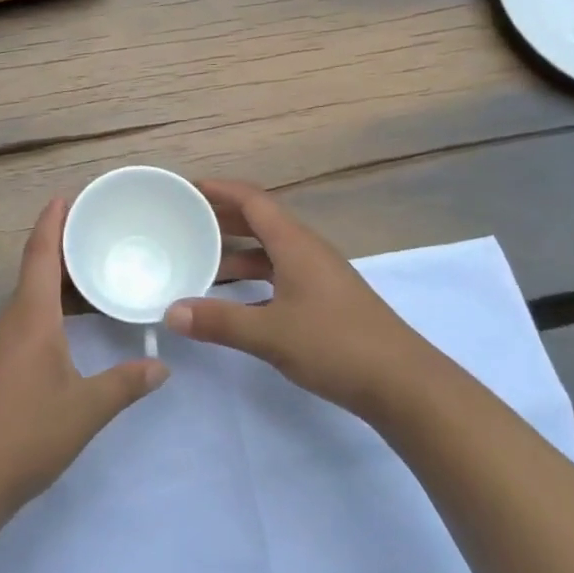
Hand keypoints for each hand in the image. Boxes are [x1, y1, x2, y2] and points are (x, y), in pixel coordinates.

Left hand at [0, 197, 168, 517]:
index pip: (41, 253)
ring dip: (57, 280)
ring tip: (93, 273)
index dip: (53, 221)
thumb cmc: (24, 434)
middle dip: (63, 247)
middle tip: (99, 233)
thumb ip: (125, 384)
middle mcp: (10, 320)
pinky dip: (50, 307)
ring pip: (31, 297)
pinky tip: (71, 324)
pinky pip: (26, 319)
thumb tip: (161, 366)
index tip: (67, 196)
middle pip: (36, 270)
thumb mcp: (85, 409)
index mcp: (30, 316)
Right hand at [166, 180, 430, 421]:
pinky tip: (235, 303)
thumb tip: (170, 313)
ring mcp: (319, 276)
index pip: (252, 200)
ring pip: (270, 252)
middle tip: (185, 223)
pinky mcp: (325, 300)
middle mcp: (307, 250)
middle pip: (260, 221)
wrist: (403, 383)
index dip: (220, 190)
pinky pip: (280, 275)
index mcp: (295, 244)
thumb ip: (219, 321)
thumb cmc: (336, 345)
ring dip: (237, 254)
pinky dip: (254, 281)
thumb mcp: (270, 334)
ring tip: (201, 264)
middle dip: (223, 219)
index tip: (187, 189)